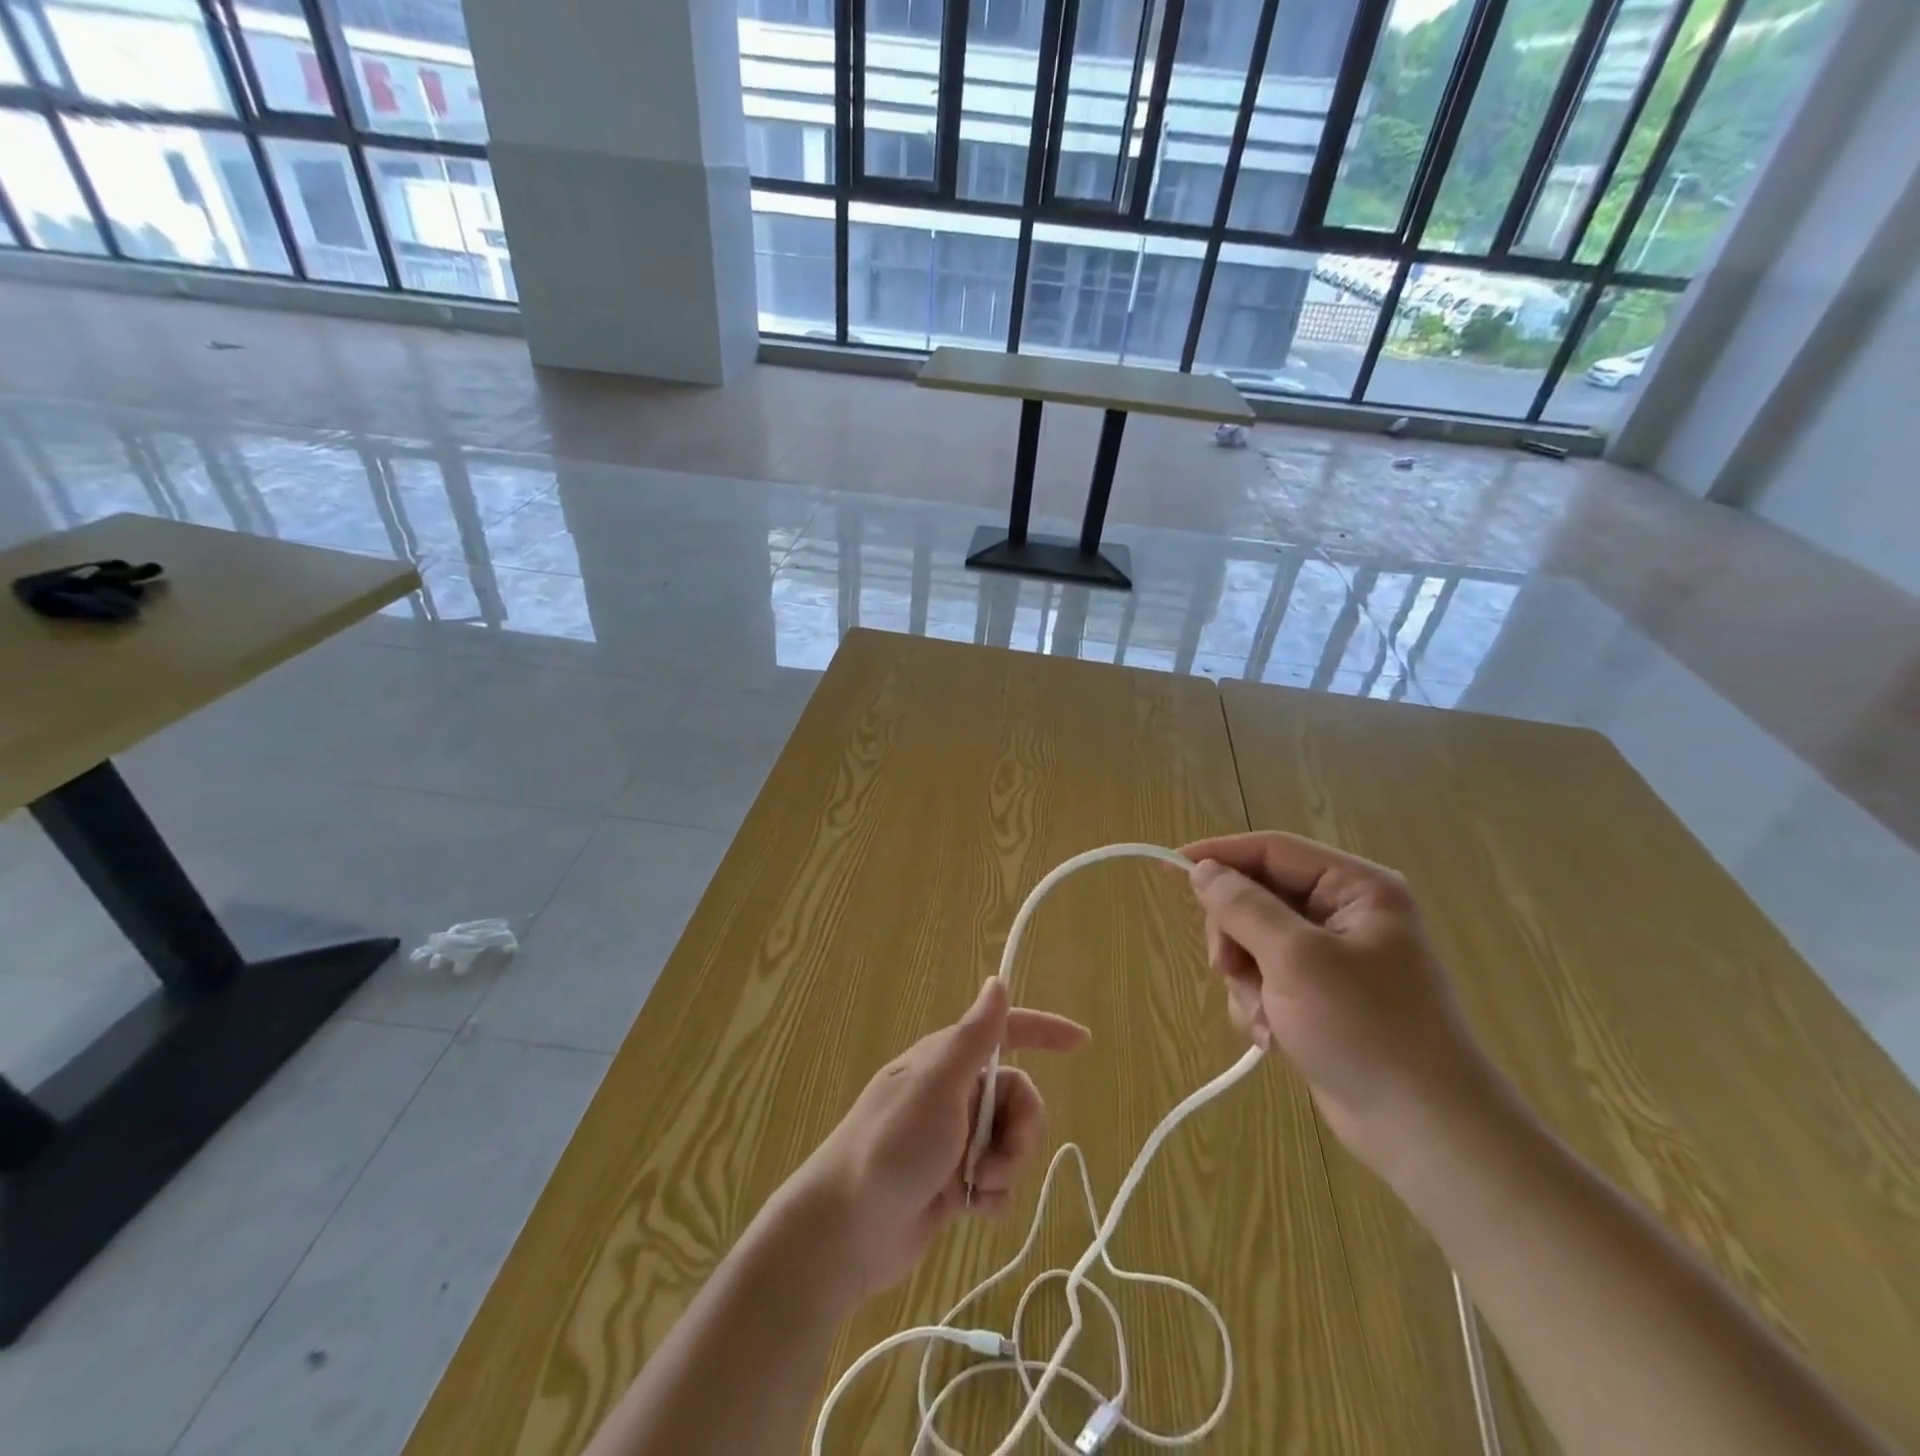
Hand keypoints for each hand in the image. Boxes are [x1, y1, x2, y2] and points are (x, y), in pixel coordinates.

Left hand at [789, 978, 1088, 1300]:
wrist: (845, 1233)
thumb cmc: (891, 1148)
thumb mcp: (937, 1087)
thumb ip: (974, 1038)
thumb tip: (998, 981)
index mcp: (946, 1061)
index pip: (1004, 1033)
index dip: (1044, 1032)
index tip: (1082, 1042)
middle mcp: (952, 1094)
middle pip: (1018, 1099)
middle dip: (1021, 1133)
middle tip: (998, 1161)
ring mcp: (952, 1140)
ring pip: (1011, 1143)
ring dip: (1006, 1169)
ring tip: (977, 1190)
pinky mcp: (951, 1183)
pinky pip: (996, 1181)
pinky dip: (993, 1197)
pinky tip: (972, 1213)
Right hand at [1180, 831, 1512, 1173]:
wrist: (1425, 1132)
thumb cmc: (1365, 1029)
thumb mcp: (1295, 958)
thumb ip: (1243, 907)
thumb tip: (1201, 870)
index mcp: (1356, 889)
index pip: (1272, 851)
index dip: (1219, 855)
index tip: (1170, 868)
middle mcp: (1345, 914)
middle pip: (1257, 897)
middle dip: (1235, 936)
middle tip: (1228, 968)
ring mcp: (1333, 958)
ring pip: (1254, 942)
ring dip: (1246, 979)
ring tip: (1265, 1016)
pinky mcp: (1321, 997)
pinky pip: (1266, 980)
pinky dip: (1259, 1005)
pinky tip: (1275, 1037)